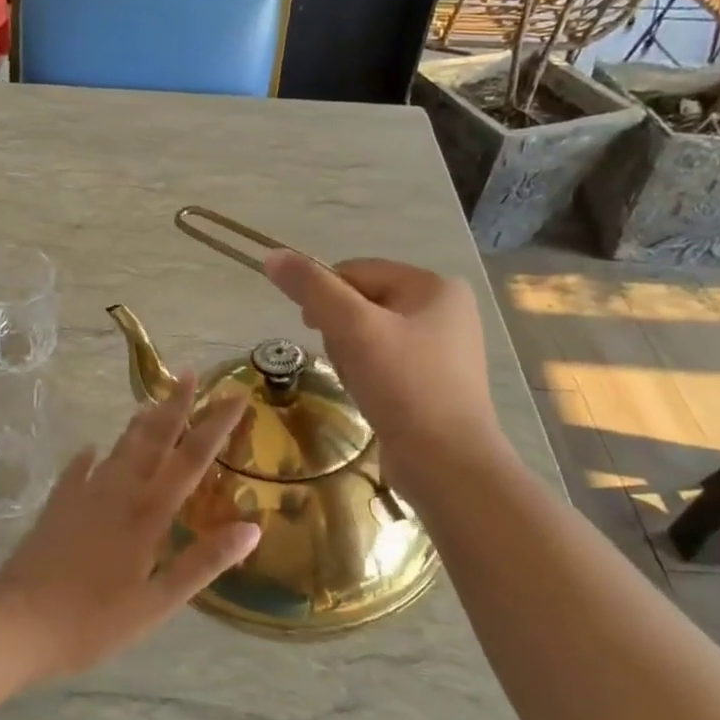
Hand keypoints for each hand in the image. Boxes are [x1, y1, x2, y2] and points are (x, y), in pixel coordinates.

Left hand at [0, 376, 258, 680]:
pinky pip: (78, 470)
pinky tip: (91, 448)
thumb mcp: (158, 602)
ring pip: (118, 449)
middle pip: (153, 440)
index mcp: (147, 514)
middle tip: (188, 374)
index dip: (214, 426)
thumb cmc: (94, 620)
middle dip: (174, 407)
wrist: (19, 619)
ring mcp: (83, 494)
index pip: (190, 460)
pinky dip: (90, 457)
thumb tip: (252, 528)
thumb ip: (203, 563)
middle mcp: (118, 492)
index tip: (233, 395)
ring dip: (138, 425)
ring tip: (150, 402)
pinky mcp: (58, 505)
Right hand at [263, 250, 508, 482]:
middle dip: (340, 330)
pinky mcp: (433, 380)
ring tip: (358, 382)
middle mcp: (445, 310)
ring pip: (368, 334)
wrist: (446, 463)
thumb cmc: (403, 386)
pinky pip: (384, 361)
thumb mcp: (352, 328)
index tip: (313, 329)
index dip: (325, 296)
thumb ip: (312, 288)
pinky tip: (369, 395)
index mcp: (435, 286)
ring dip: (350, 354)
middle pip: (361, 302)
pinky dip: (367, 373)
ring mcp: (442, 347)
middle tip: (344, 359)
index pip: (356, 271)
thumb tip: (273, 255)